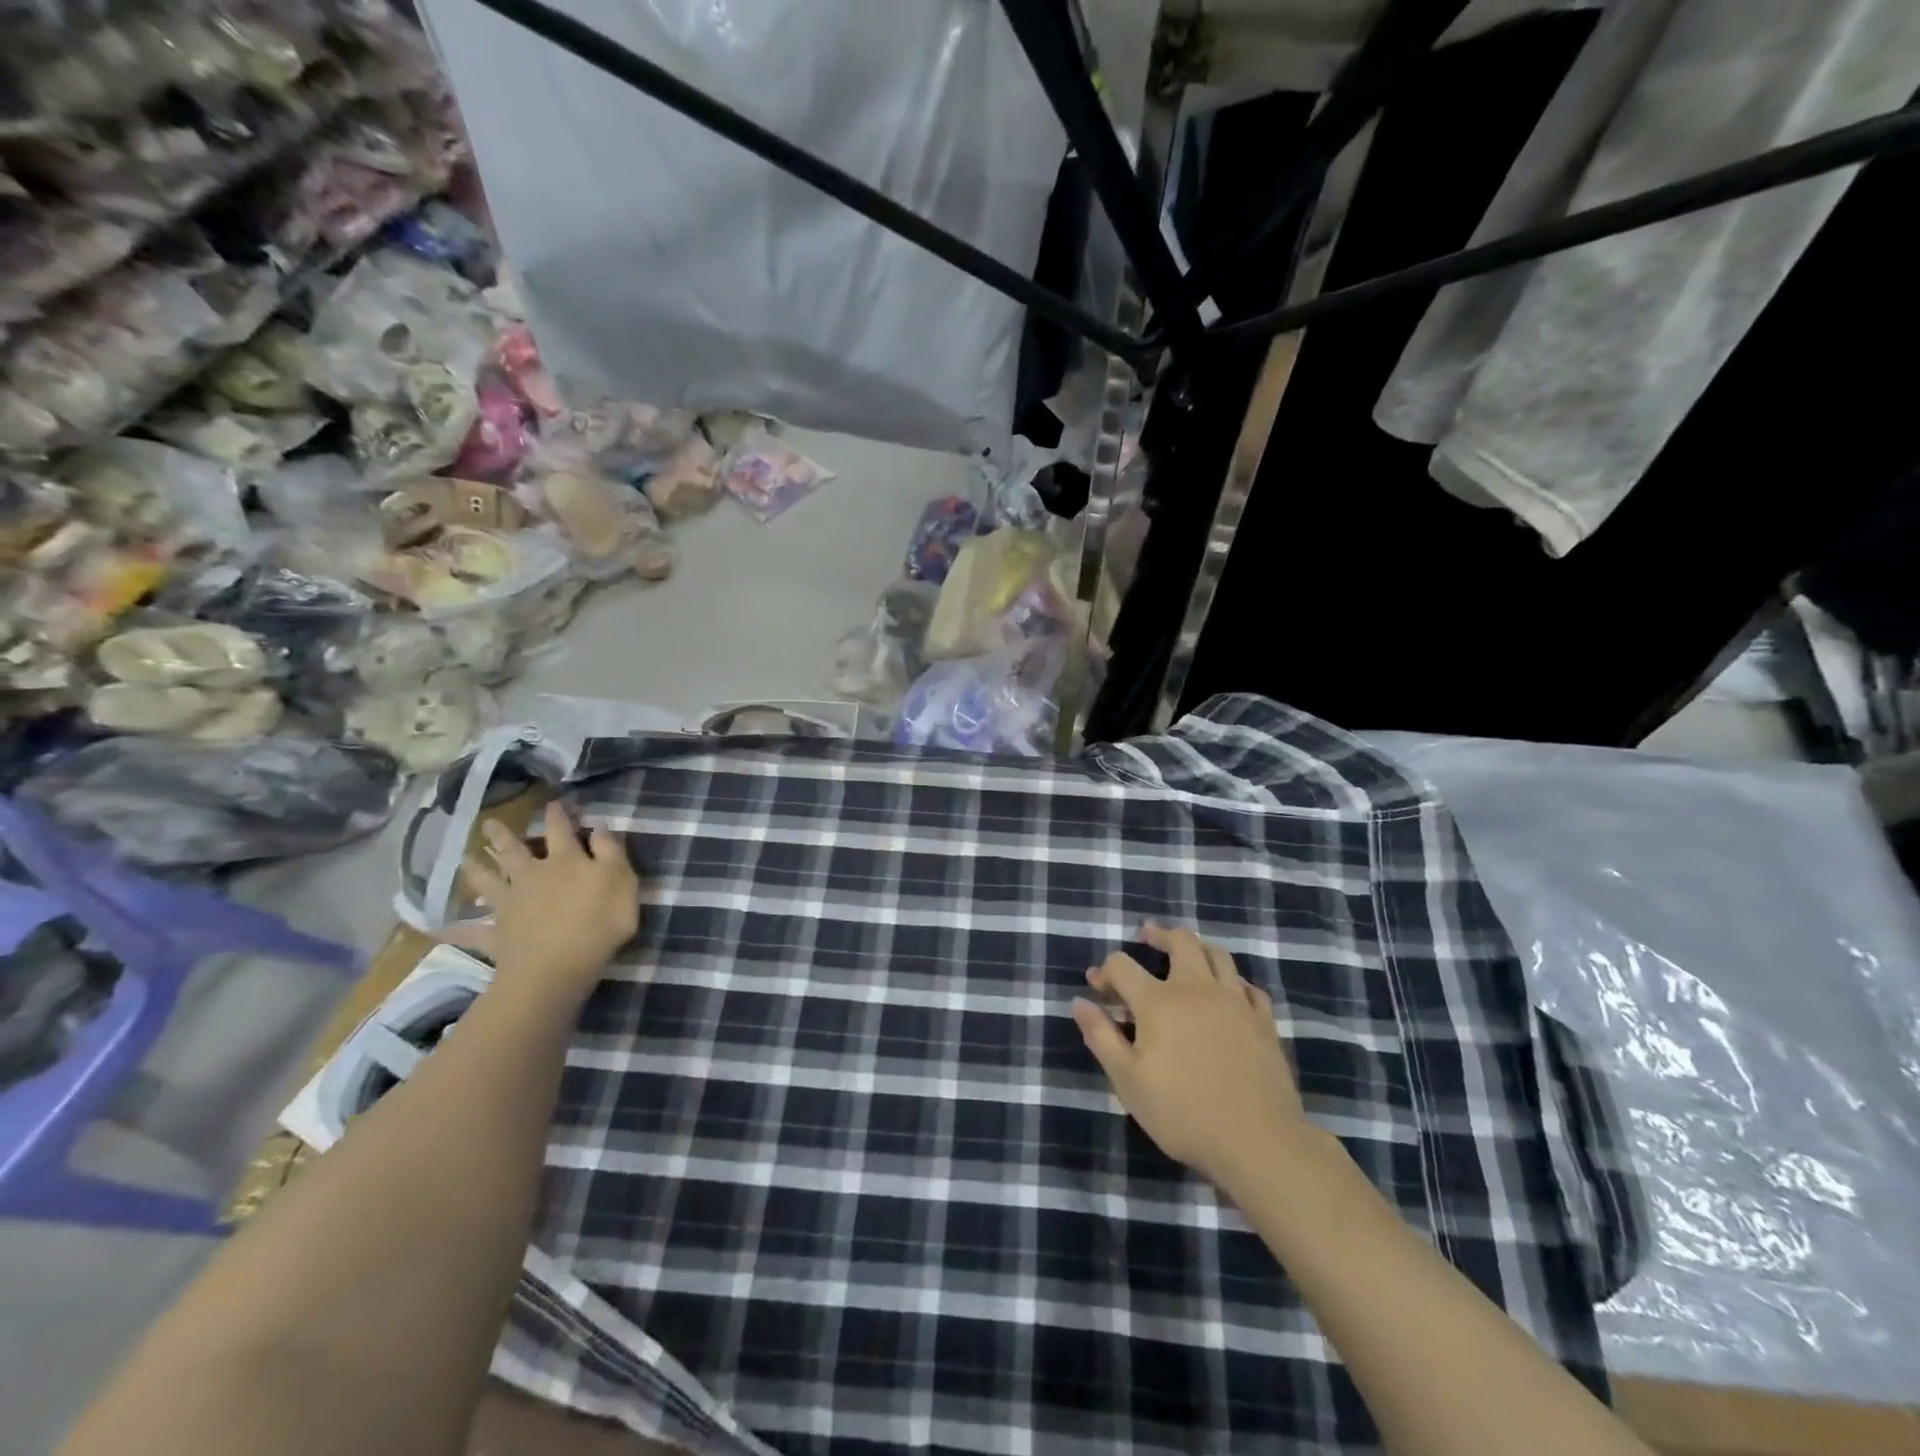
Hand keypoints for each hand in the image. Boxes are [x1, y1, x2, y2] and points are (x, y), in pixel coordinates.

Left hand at [460, 800, 638, 1006]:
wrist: (557, 967)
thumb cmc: (600, 921)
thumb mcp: (621, 880)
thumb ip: (610, 851)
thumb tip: (598, 826)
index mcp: (566, 861)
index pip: (561, 830)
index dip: (558, 814)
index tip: (553, 801)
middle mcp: (533, 876)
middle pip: (515, 851)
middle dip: (504, 835)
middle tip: (488, 823)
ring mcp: (511, 905)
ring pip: (490, 882)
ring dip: (476, 870)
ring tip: (464, 859)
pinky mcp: (497, 934)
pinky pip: (472, 932)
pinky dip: (455, 931)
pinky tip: (436, 929)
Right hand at [1073, 923, 1309, 1195]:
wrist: (1257, 1141)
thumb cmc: (1182, 1113)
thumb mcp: (1128, 1080)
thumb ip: (1101, 1036)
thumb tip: (1080, 1002)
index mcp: (1158, 1002)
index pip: (1122, 965)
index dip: (1105, 971)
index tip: (1098, 988)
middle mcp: (1197, 989)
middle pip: (1180, 941)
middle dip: (1159, 935)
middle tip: (1147, 936)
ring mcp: (1235, 1002)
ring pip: (1218, 954)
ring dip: (1197, 947)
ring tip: (1187, 953)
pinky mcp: (1263, 1021)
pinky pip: (1248, 986)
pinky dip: (1232, 981)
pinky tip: (1227, 992)